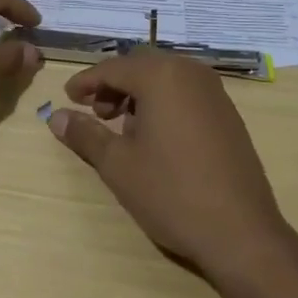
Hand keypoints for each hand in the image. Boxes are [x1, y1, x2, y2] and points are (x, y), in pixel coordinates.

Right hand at [44, 51, 292, 284]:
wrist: (241, 232)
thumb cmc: (171, 193)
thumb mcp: (118, 165)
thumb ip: (85, 134)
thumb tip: (56, 116)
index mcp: (162, 75)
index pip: (113, 68)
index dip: (86, 82)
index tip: (67, 98)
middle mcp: (190, 72)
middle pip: (141, 66)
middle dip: (114, 86)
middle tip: (96, 115)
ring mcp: (215, 92)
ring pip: (165, 78)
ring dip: (139, 95)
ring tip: (124, 131)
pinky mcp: (228, 113)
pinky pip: (186, 93)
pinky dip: (164, 103)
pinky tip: (156, 138)